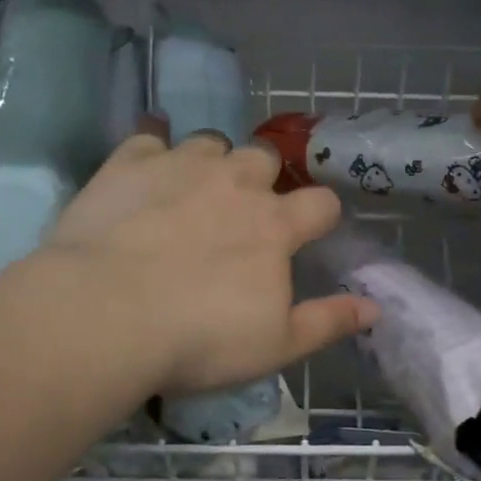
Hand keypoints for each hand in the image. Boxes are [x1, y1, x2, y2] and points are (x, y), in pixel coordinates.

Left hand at [42, 128, 378, 395]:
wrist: (105, 316)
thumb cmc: (198, 338)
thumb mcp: (275, 346)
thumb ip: (328, 322)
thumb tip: (375, 307)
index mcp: (275, 225)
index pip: (320, 203)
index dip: (320, 214)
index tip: (310, 231)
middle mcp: (235, 182)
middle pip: (265, 158)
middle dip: (262, 178)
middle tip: (243, 210)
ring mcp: (182, 165)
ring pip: (212, 141)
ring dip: (212, 160)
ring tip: (194, 188)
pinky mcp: (130, 162)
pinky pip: (149, 135)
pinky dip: (153, 144)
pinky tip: (146, 161)